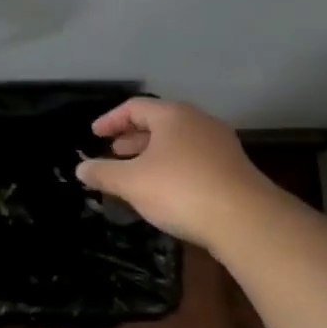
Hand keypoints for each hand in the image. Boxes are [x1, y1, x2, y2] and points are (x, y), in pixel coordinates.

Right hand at [74, 98, 272, 249]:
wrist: (245, 220)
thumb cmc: (180, 190)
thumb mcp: (132, 182)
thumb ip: (103, 173)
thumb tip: (81, 169)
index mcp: (172, 115)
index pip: (134, 107)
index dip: (110, 120)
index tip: (94, 135)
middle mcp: (198, 121)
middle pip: (158, 121)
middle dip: (132, 136)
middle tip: (113, 152)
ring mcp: (219, 144)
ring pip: (177, 141)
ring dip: (152, 153)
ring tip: (135, 172)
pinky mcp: (232, 168)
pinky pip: (193, 158)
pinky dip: (172, 165)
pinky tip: (164, 188)